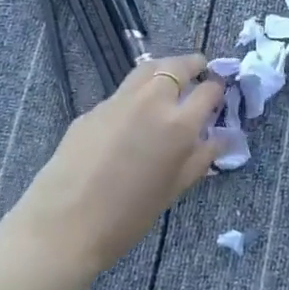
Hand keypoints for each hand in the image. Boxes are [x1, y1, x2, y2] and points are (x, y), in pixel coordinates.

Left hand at [1, 55, 227, 277]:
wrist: (65, 224)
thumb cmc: (129, 216)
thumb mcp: (175, 188)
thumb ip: (202, 157)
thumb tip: (223, 137)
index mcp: (179, 123)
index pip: (208, 90)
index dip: (218, 89)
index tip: (220, 94)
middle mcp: (151, 101)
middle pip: (177, 66)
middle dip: (194, 65)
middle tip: (201, 70)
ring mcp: (118, 101)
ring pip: (148, 69)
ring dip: (166, 69)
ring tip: (172, 79)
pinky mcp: (93, 109)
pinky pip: (123, 92)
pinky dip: (138, 93)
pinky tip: (135, 115)